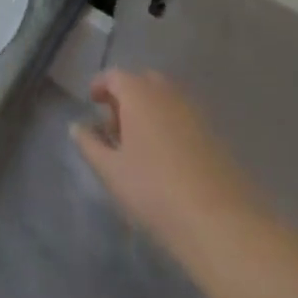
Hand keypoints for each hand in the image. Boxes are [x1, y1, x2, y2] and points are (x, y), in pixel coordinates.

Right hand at [70, 69, 265, 263]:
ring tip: (139, 145)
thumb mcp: (110, 171)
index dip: (100, 86)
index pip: (114, 76)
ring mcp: (194, 111)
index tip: (92, 102)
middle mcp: (167, 93)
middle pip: (142, 82)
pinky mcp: (214, 134)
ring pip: (165, 99)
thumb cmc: (153, 190)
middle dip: (126, 96)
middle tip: (115, 125)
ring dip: (149, 110)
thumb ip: (90, 144)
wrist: (220, 222)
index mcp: (138, 93)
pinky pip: (183, 117)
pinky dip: (169, 125)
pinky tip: (166, 158)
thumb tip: (77, 126)